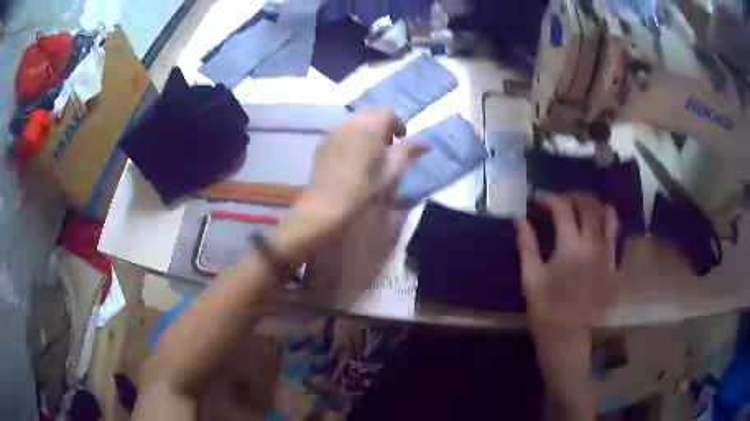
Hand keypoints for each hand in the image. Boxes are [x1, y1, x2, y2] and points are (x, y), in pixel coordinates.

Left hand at [271, 109, 427, 263]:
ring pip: (353, 121)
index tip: (399, 141)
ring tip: (368, 151)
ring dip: (365, 129)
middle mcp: (350, 124)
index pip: (388, 113)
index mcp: (370, 129)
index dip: (397, 124)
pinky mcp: (322, 143)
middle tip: (385, 145)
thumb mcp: (389, 173)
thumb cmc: (362, 190)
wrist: (326, 206)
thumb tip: (424, 144)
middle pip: (370, 113)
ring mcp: (333, 132)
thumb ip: (406, 153)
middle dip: (380, 124)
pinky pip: (340, 131)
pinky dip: (349, 136)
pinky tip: (350, 157)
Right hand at [516, 192, 619, 341]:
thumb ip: (527, 245)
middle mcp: (592, 245)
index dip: (548, 198)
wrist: (568, 336)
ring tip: (582, 206)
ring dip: (594, 205)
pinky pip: (616, 235)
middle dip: (572, 196)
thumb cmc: (545, 309)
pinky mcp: (614, 265)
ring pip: (607, 216)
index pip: (561, 208)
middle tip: (559, 199)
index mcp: (569, 248)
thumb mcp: (530, 278)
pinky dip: (609, 222)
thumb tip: (520, 219)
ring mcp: (607, 254)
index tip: (536, 199)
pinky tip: (599, 224)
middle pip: (588, 206)